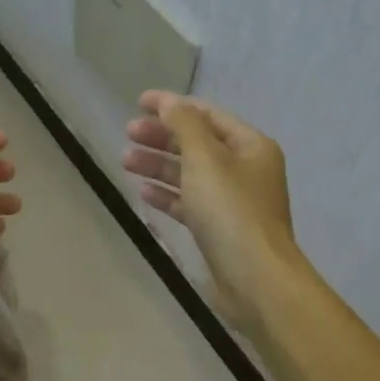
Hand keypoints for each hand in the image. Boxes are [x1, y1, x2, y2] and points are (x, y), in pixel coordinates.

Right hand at [123, 91, 300, 332]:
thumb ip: (184, 125)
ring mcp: (233, 202)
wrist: (254, 278)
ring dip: (159, 165)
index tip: (138, 103)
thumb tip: (168, 102)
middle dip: (162, 136)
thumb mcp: (205, 159)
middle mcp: (245, 170)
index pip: (207, 115)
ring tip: (125, 161)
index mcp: (250, 146)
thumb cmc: (230, 211)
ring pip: (190, 174)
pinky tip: (143, 193)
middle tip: (128, 134)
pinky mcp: (219, 230)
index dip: (173, 106)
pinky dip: (167, 195)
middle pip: (197, 143)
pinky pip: (189, 203)